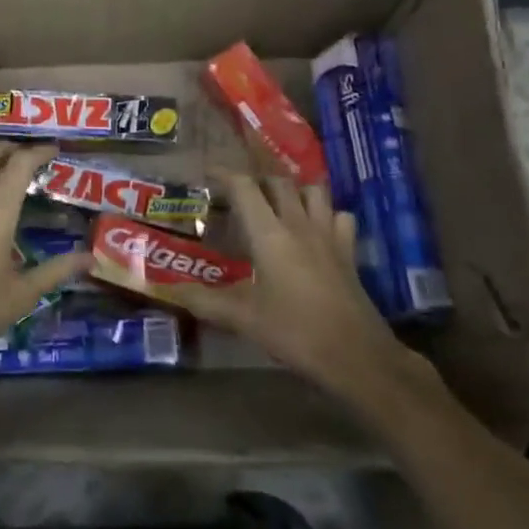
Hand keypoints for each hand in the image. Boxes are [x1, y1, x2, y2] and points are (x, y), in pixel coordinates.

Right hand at [163, 171, 402, 390]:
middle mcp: (300, 225)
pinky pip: (339, 216)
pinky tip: (315, 229)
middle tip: (239, 194)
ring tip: (277, 204)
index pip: (245, 188)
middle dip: (257, 180)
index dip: (224, 175)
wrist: (356, 355)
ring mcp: (329, 235)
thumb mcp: (243, 319)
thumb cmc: (295, 332)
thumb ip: (205, 301)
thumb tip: (172, 291)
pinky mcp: (349, 252)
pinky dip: (326, 213)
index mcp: (270, 235)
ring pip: (314, 192)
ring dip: (294, 190)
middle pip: (279, 183)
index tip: (208, 174)